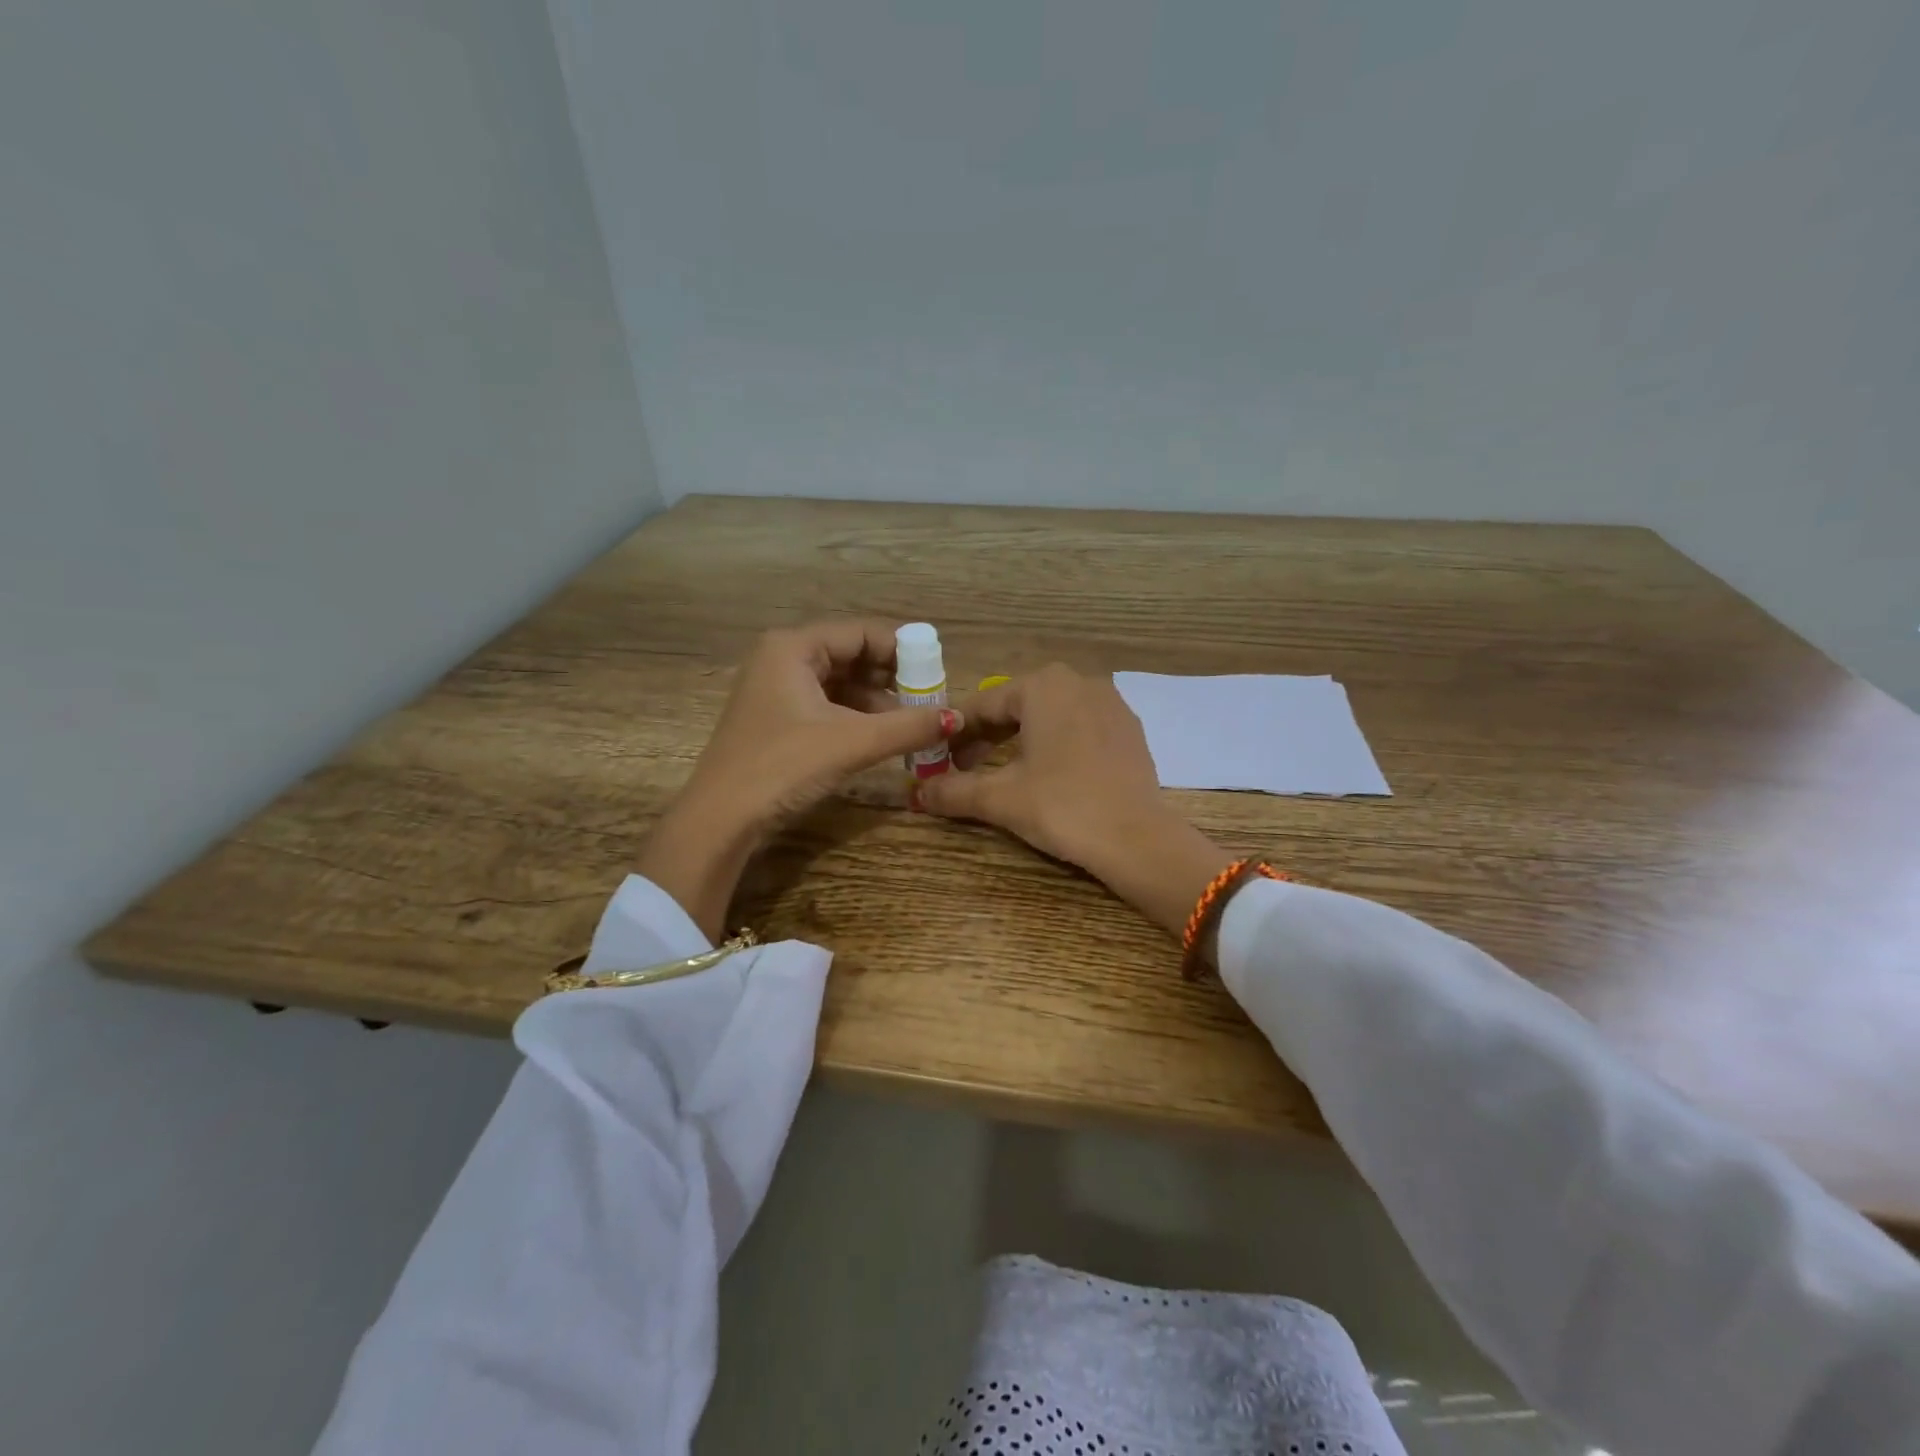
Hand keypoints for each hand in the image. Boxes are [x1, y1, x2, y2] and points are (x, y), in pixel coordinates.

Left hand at [639, 619, 961, 937]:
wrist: (721, 820)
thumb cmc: (783, 767)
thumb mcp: (852, 743)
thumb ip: (908, 726)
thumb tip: (958, 719)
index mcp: (793, 647)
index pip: (861, 632)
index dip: (904, 649)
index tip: (939, 672)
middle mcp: (782, 658)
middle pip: (851, 654)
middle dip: (893, 676)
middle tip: (931, 698)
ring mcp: (776, 688)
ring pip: (841, 682)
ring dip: (878, 700)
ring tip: (914, 721)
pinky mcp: (777, 717)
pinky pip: (828, 704)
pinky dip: (857, 716)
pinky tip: (883, 735)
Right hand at [917, 665, 1235, 939]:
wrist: (1137, 838)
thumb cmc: (1061, 806)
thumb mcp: (1000, 798)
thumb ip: (953, 790)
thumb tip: (915, 793)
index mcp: (1043, 686)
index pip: (983, 705)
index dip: (955, 732)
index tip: (937, 757)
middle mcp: (1079, 682)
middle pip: (1018, 706)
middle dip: (987, 736)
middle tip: (965, 767)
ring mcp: (1111, 703)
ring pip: (1050, 715)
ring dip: (1022, 739)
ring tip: (1004, 772)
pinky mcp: (1130, 729)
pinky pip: (1080, 727)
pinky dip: (1057, 744)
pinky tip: (1050, 773)